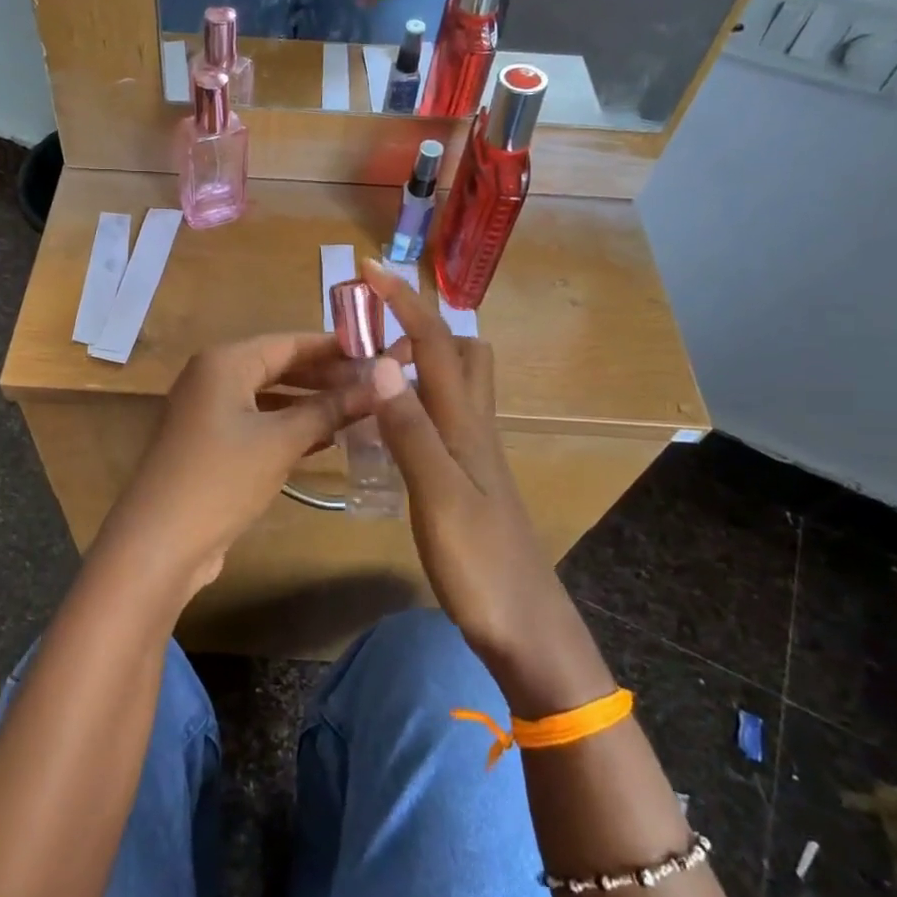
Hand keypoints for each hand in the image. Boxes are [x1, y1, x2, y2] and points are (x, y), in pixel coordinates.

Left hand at [92, 333, 373, 603]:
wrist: (160, 542)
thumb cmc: (222, 478)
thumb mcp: (282, 441)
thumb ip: (330, 409)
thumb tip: (379, 385)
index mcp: (225, 361)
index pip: (290, 342)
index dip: (335, 347)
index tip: (378, 352)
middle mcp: (213, 377)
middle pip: (279, 366)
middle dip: (326, 377)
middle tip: (375, 386)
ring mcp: (209, 411)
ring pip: (270, 397)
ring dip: (311, 404)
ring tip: (360, 410)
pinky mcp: (211, 443)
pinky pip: (258, 422)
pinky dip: (289, 427)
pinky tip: (326, 439)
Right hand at [358, 261, 571, 667]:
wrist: (526, 628)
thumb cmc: (481, 565)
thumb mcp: (438, 496)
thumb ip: (410, 430)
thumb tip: (380, 363)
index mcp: (465, 423)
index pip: (435, 344)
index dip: (404, 302)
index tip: (370, 269)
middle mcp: (475, 427)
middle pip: (462, 352)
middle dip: (421, 325)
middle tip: (373, 333)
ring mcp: (475, 454)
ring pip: (456, 384)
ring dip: (421, 361)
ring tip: (373, 371)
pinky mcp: (469, 478)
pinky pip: (443, 418)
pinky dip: (416, 401)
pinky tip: (390, 425)